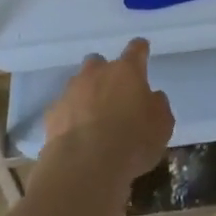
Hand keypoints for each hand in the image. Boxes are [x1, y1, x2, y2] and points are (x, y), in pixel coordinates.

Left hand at [41, 38, 173, 184]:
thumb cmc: (132, 141)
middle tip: (114, 93)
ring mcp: (71, 91)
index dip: (140, 50)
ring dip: (87, 94)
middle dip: (105, 73)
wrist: (85, 166)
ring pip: (79, 83)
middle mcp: (97, 73)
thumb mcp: (162, 125)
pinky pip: (64, 108)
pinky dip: (70, 116)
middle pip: (99, 62)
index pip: (136, 49)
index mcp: (127, 71)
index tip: (143, 50)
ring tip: (94, 118)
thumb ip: (157, 105)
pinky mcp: (52, 113)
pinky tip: (77, 135)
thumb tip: (151, 96)